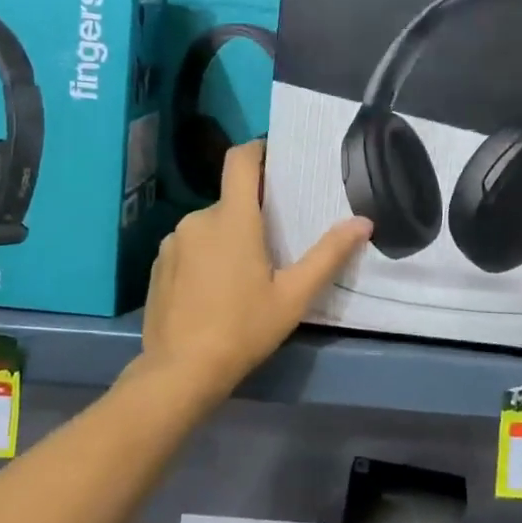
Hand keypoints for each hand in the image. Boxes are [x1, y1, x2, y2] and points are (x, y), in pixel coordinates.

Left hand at [140, 140, 371, 401]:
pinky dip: (204, 257)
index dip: (258, 150)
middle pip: (230, 201)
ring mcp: (173, 242)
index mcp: (232, 219)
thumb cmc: (243, 329)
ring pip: (209, 227)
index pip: (240, 160)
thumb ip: (328, 255)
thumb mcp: (294, 296)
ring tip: (246, 274)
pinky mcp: (158, 265)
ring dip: (227, 238)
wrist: (179, 372)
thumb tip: (363, 222)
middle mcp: (198, 219)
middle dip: (251, 214)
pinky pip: (188, 247)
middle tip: (276, 243)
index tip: (276, 158)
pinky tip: (215, 291)